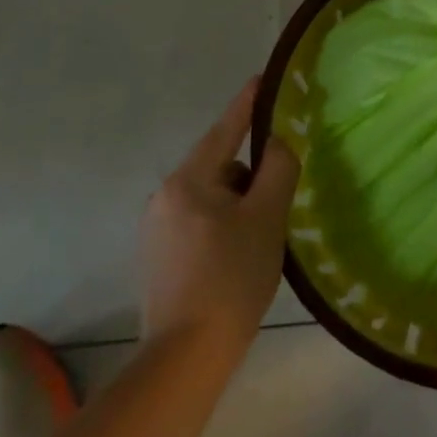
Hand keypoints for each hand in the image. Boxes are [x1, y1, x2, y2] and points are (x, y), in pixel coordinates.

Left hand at [139, 79, 299, 355]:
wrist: (185, 358)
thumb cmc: (231, 278)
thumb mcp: (266, 217)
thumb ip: (277, 169)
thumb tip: (279, 142)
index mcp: (189, 180)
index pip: (226, 129)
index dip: (248, 103)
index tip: (265, 79)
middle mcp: (165, 196)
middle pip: (219, 166)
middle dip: (250, 174)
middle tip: (278, 201)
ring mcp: (156, 228)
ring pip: (210, 196)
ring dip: (237, 203)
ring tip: (260, 237)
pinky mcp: (157, 257)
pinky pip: (198, 221)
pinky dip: (222, 225)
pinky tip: (236, 257)